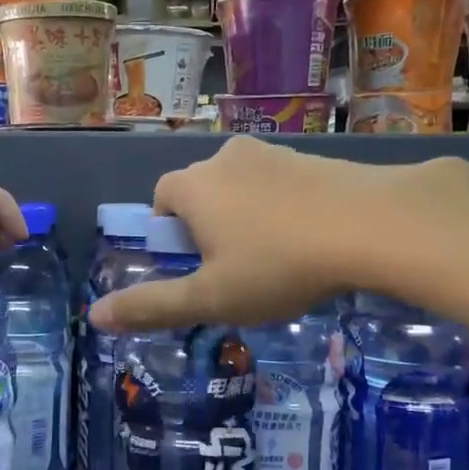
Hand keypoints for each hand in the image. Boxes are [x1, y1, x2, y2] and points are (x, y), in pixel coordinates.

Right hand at [88, 138, 468, 332]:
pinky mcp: (314, 157)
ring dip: (248, 218)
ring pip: (243, 187)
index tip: (198, 268)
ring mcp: (273, 153)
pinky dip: (285, 208)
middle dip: (209, 227)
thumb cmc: (279, 265)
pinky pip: (282, 183)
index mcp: (193, 186)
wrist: (374, 224)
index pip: (161, 200)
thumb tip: (94, 316)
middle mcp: (225, 158)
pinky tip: (312, 241)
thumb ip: (151, 306)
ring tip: (280, 260)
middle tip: (238, 270)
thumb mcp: (211, 298)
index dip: (171, 236)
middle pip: (202, 192)